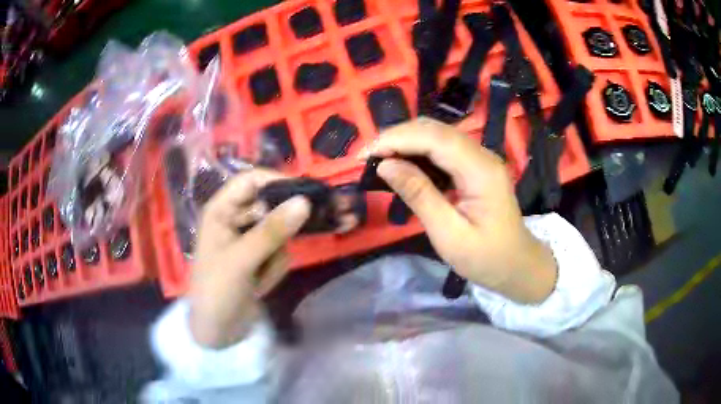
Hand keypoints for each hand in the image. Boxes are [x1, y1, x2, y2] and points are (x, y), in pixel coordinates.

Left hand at [188, 170, 310, 348]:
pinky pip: (280, 252)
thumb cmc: (217, 290)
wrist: (217, 332)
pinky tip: (260, 286)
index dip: (276, 181)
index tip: (305, 192)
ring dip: (275, 256)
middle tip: (303, 233)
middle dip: (283, 225)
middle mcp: (235, 220)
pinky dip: (274, 269)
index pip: (251, 180)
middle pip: (270, 205)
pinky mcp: (260, 259)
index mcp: (221, 210)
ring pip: (279, 232)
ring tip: (259, 278)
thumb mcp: (242, 260)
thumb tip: (305, 202)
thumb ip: (272, 231)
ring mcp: (249, 240)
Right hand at [360, 118, 556, 302]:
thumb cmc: (486, 258)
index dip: (396, 139)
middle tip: (366, 157)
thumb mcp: (449, 235)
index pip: (434, 138)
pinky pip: (443, 148)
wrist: (517, 264)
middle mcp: (482, 155)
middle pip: (435, 130)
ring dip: (405, 141)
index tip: (365, 155)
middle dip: (397, 137)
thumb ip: (419, 195)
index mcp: (481, 171)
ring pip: (437, 135)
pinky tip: (403, 164)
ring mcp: (480, 158)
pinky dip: (418, 151)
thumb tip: (385, 165)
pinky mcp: (475, 165)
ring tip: (379, 159)